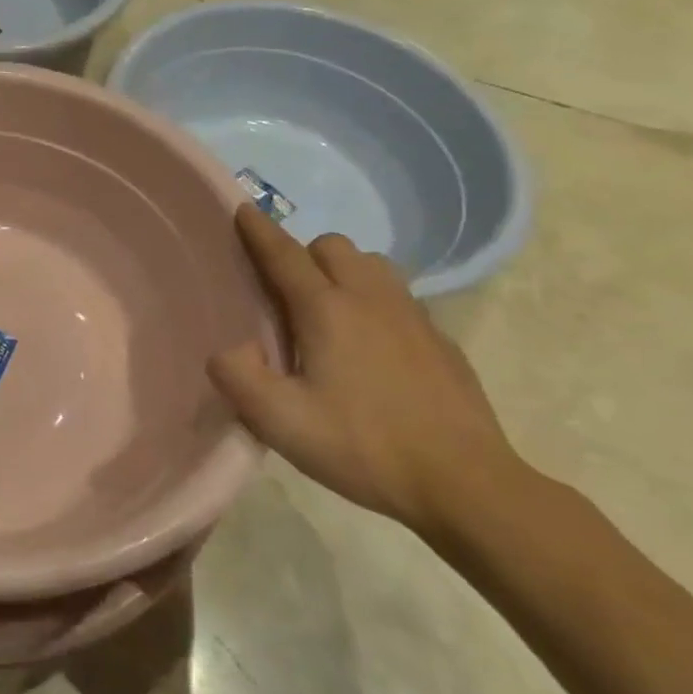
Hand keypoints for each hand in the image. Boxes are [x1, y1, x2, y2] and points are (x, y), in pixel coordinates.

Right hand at [207, 203, 520, 537]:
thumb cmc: (363, 447)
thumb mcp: (280, 422)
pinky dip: (375, 299)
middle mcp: (370, 299)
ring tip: (330, 310)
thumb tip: (227, 348)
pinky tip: (372, 343)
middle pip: (332, 246)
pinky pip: (400, 296)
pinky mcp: (441, 340)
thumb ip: (237, 377)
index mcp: (327, 310)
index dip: (259, 230)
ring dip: (343, 271)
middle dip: (303, 254)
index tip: (243, 209)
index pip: (284, 255)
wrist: (465, 484)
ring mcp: (413, 316)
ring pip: (372, 264)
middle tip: (286, 293)